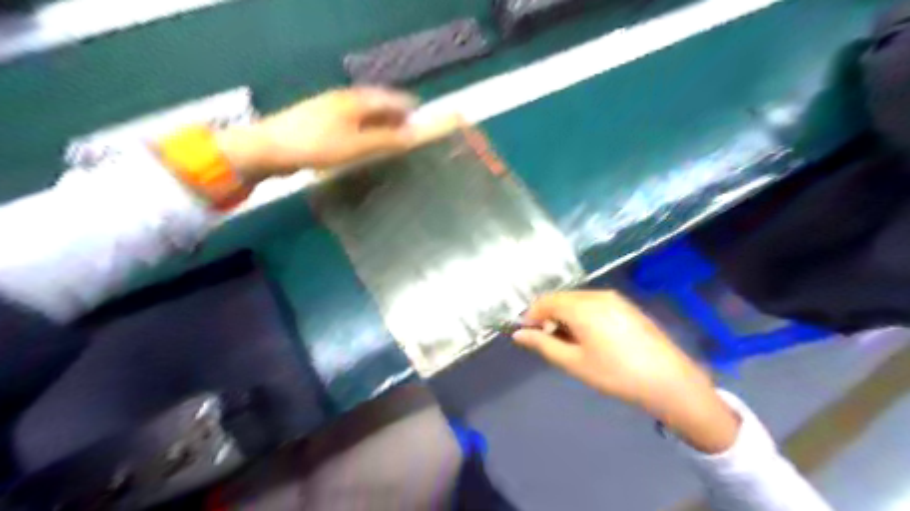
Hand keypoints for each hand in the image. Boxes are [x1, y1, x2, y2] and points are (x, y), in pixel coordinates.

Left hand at [216, 88, 436, 183]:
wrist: (269, 148)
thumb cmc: (317, 146)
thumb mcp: (357, 146)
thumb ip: (387, 140)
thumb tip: (415, 135)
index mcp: (356, 100)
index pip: (391, 98)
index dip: (408, 108)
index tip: (423, 121)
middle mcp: (344, 99)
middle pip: (377, 103)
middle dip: (395, 116)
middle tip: (409, 133)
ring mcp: (329, 108)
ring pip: (363, 113)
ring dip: (380, 123)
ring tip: (390, 140)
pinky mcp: (319, 120)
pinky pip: (351, 121)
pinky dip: (364, 129)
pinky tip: (363, 143)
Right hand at [514, 291, 741, 455]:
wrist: (669, 380)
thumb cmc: (615, 373)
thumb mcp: (574, 362)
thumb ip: (543, 344)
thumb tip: (518, 334)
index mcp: (581, 307)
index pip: (544, 302)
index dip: (531, 316)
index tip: (527, 335)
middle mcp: (596, 295)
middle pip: (560, 298)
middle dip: (548, 315)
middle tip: (547, 341)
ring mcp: (614, 298)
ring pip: (577, 299)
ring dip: (564, 314)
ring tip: (568, 341)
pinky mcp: (626, 305)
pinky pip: (593, 302)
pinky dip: (581, 313)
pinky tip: (589, 335)